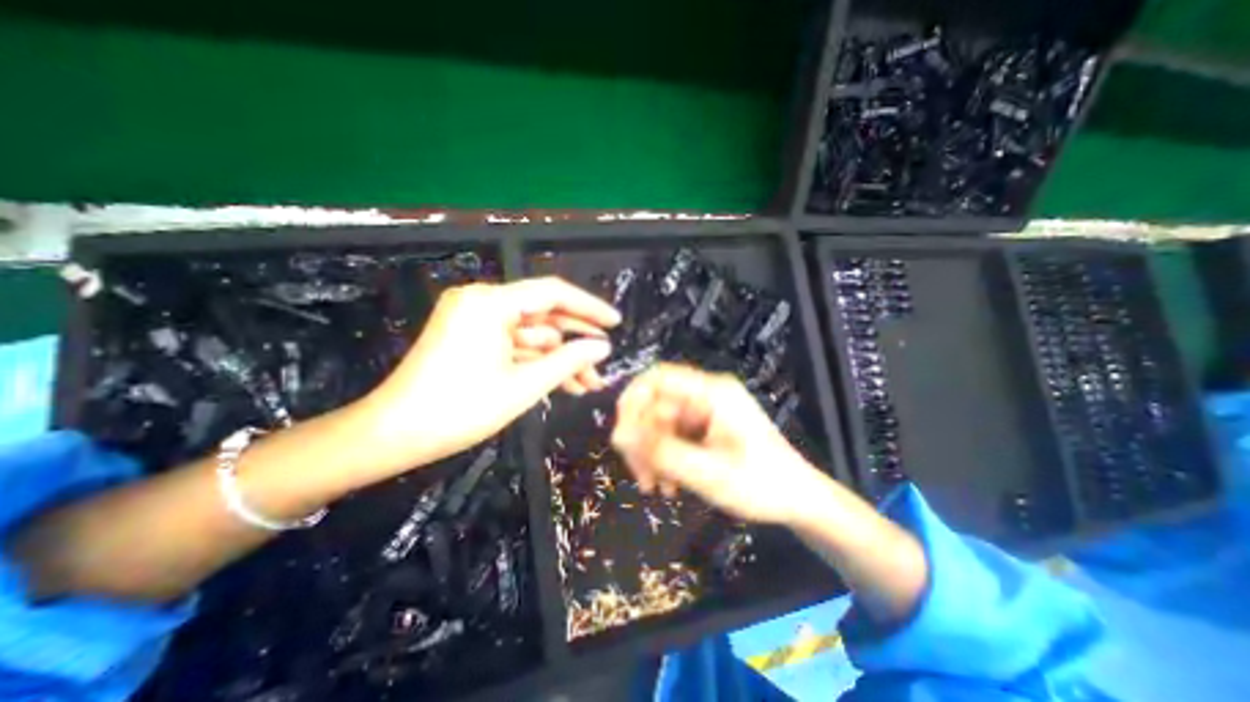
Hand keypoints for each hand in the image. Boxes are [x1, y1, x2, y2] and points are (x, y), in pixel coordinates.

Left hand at [364, 277, 620, 467]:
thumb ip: (568, 361)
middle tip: (603, 362)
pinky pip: (515, 345)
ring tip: (587, 384)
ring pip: (531, 334)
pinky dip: (537, 362)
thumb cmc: (460, 409)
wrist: (393, 435)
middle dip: (575, 342)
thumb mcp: (524, 385)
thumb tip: (602, 347)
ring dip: (559, 358)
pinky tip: (562, 383)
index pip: (552, 293)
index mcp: (490, 302)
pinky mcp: (472, 337)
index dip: (589, 308)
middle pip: (543, 315)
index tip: (615, 322)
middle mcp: (482, 301)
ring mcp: (475, 319)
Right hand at [613, 365, 832, 522]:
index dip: (632, 400)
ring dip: (650, 454)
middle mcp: (705, 396)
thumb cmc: (763, 484)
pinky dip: (662, 459)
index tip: (621, 435)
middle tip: (640, 474)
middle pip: (655, 404)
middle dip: (641, 440)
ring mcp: (704, 412)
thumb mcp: (710, 473)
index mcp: (712, 393)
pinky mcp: (703, 429)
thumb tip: (619, 436)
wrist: (799, 500)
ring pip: (658, 424)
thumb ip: (663, 452)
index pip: (658, 377)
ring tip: (654, 486)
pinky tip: (667, 484)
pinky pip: (670, 437)